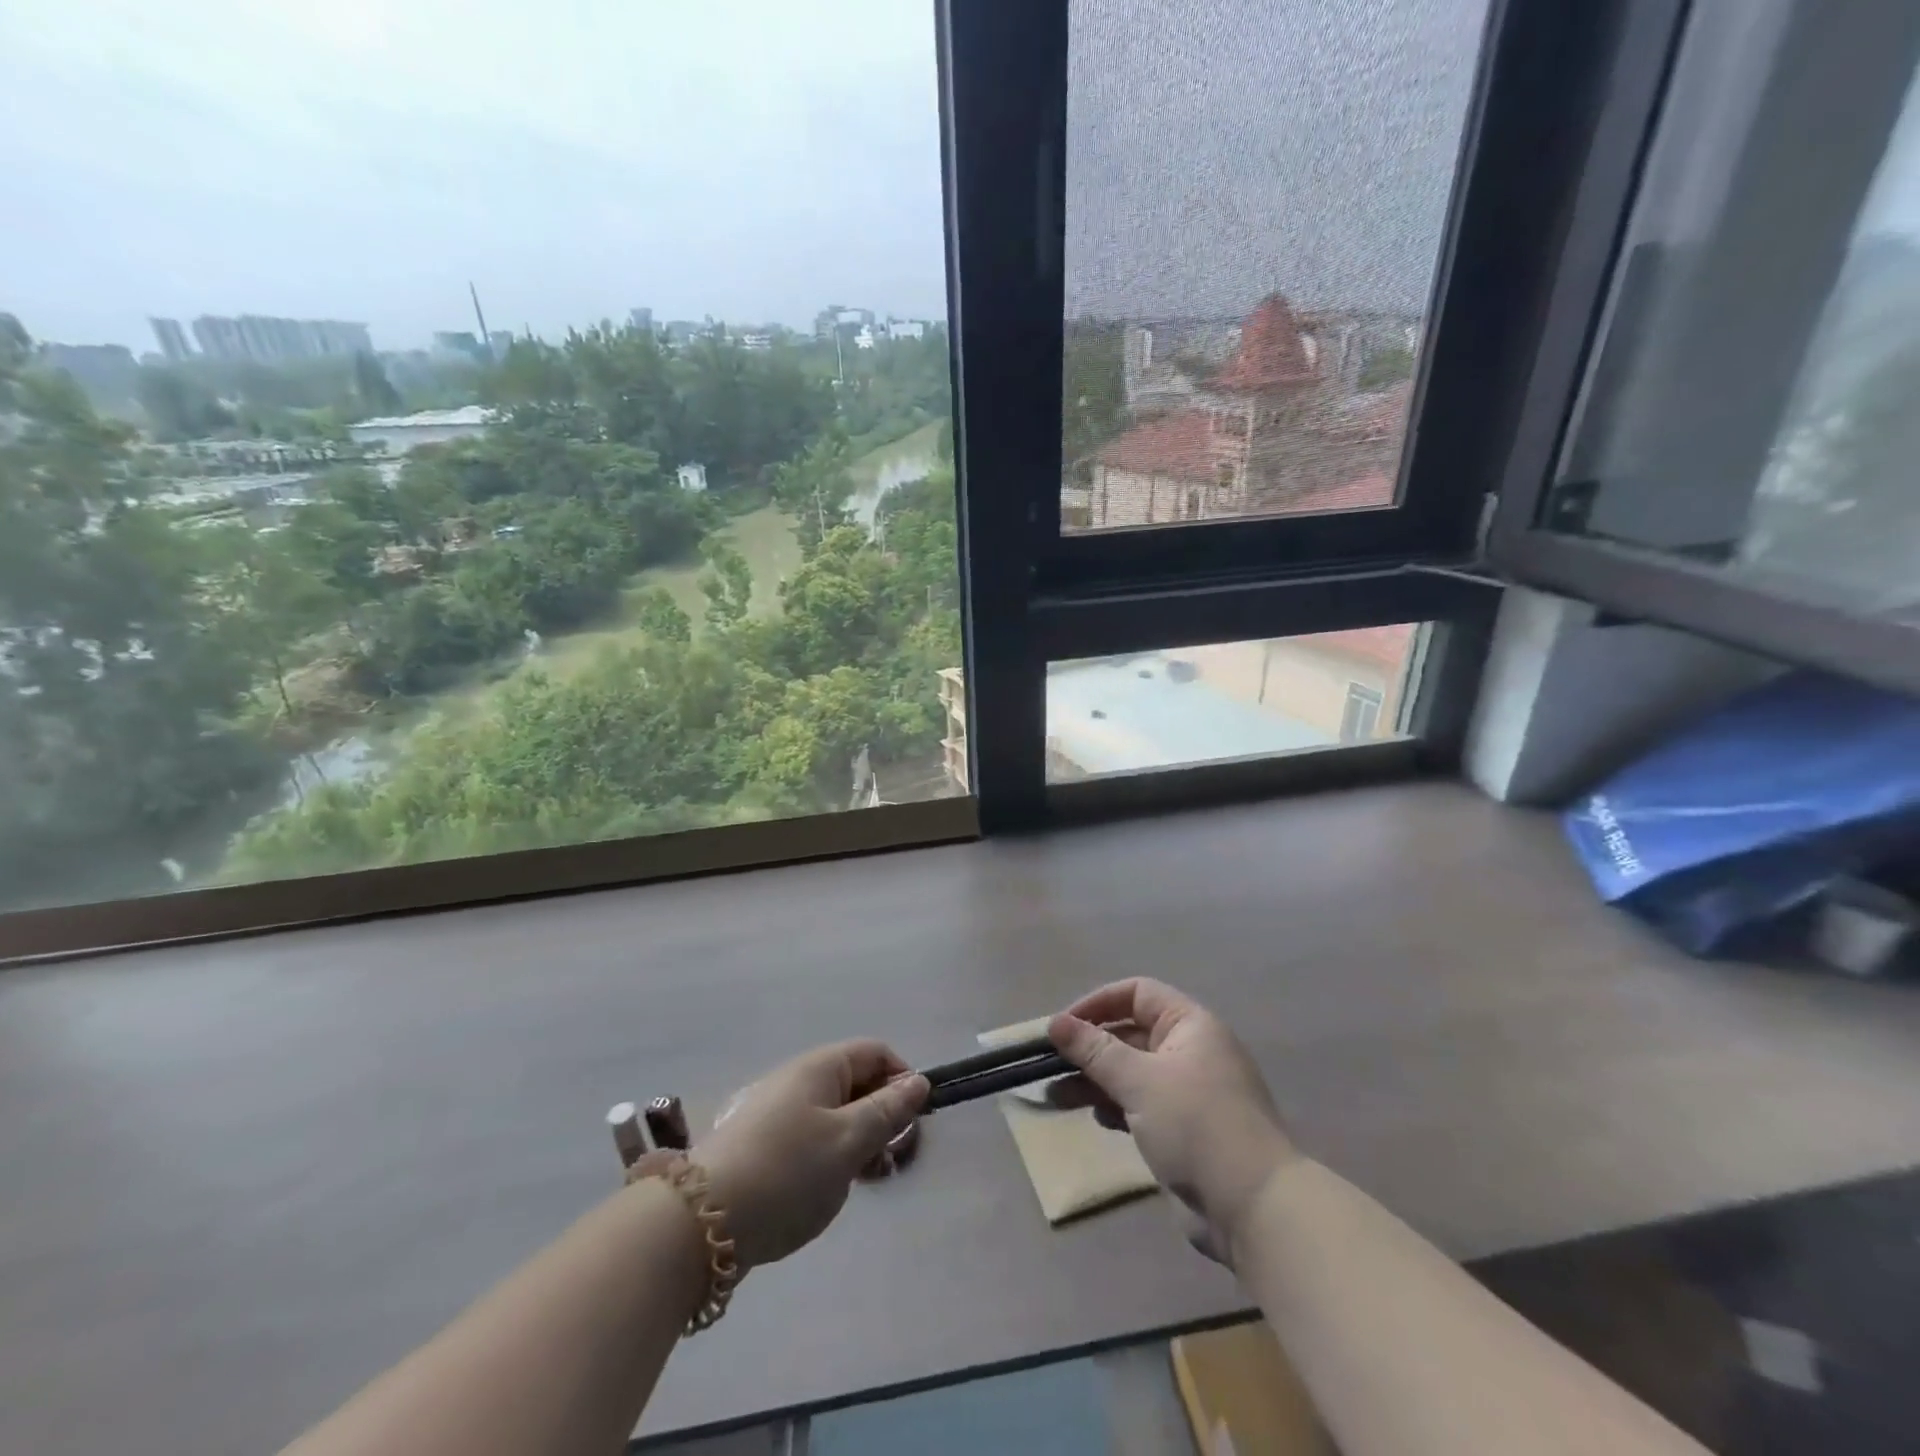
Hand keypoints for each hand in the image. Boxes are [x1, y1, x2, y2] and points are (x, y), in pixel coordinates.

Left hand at [692, 1040, 927, 1270]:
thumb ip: (887, 1111)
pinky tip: (827, 1190)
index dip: (902, 1080)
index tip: (914, 1122)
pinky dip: (829, 1156)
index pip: (875, 1053)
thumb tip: (918, 1082)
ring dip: (857, 1141)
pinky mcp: (760, 1145)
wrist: (700, 1221)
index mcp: (820, 1067)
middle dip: (881, 1116)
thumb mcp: (848, 1141)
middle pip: (854, 1083)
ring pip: (833, 1114)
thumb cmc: (788, 1171)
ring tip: (862, 1182)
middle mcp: (797, 1079)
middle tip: (890, 1161)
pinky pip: (809, 1137)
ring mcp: (775, 1111)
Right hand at [1049, 979, 1295, 1263]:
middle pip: (1131, 1034)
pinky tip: (1097, 1120)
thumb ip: (1094, 1050)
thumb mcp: (1139, 1080)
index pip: (1137, 994)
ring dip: (1096, 1080)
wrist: (1254, 1208)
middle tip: (1051, 1066)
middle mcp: (1191, 1050)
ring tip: (1058, 1096)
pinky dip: (1116, 1106)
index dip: (1099, 1003)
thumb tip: (1054, 1022)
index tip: (1064, 1027)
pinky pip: (1141, 1104)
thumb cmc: (1196, 1125)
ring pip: (1132, 1072)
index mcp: (1190, 1025)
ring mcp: (1189, 1092)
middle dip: (1090, 1048)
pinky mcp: (1184, 1130)